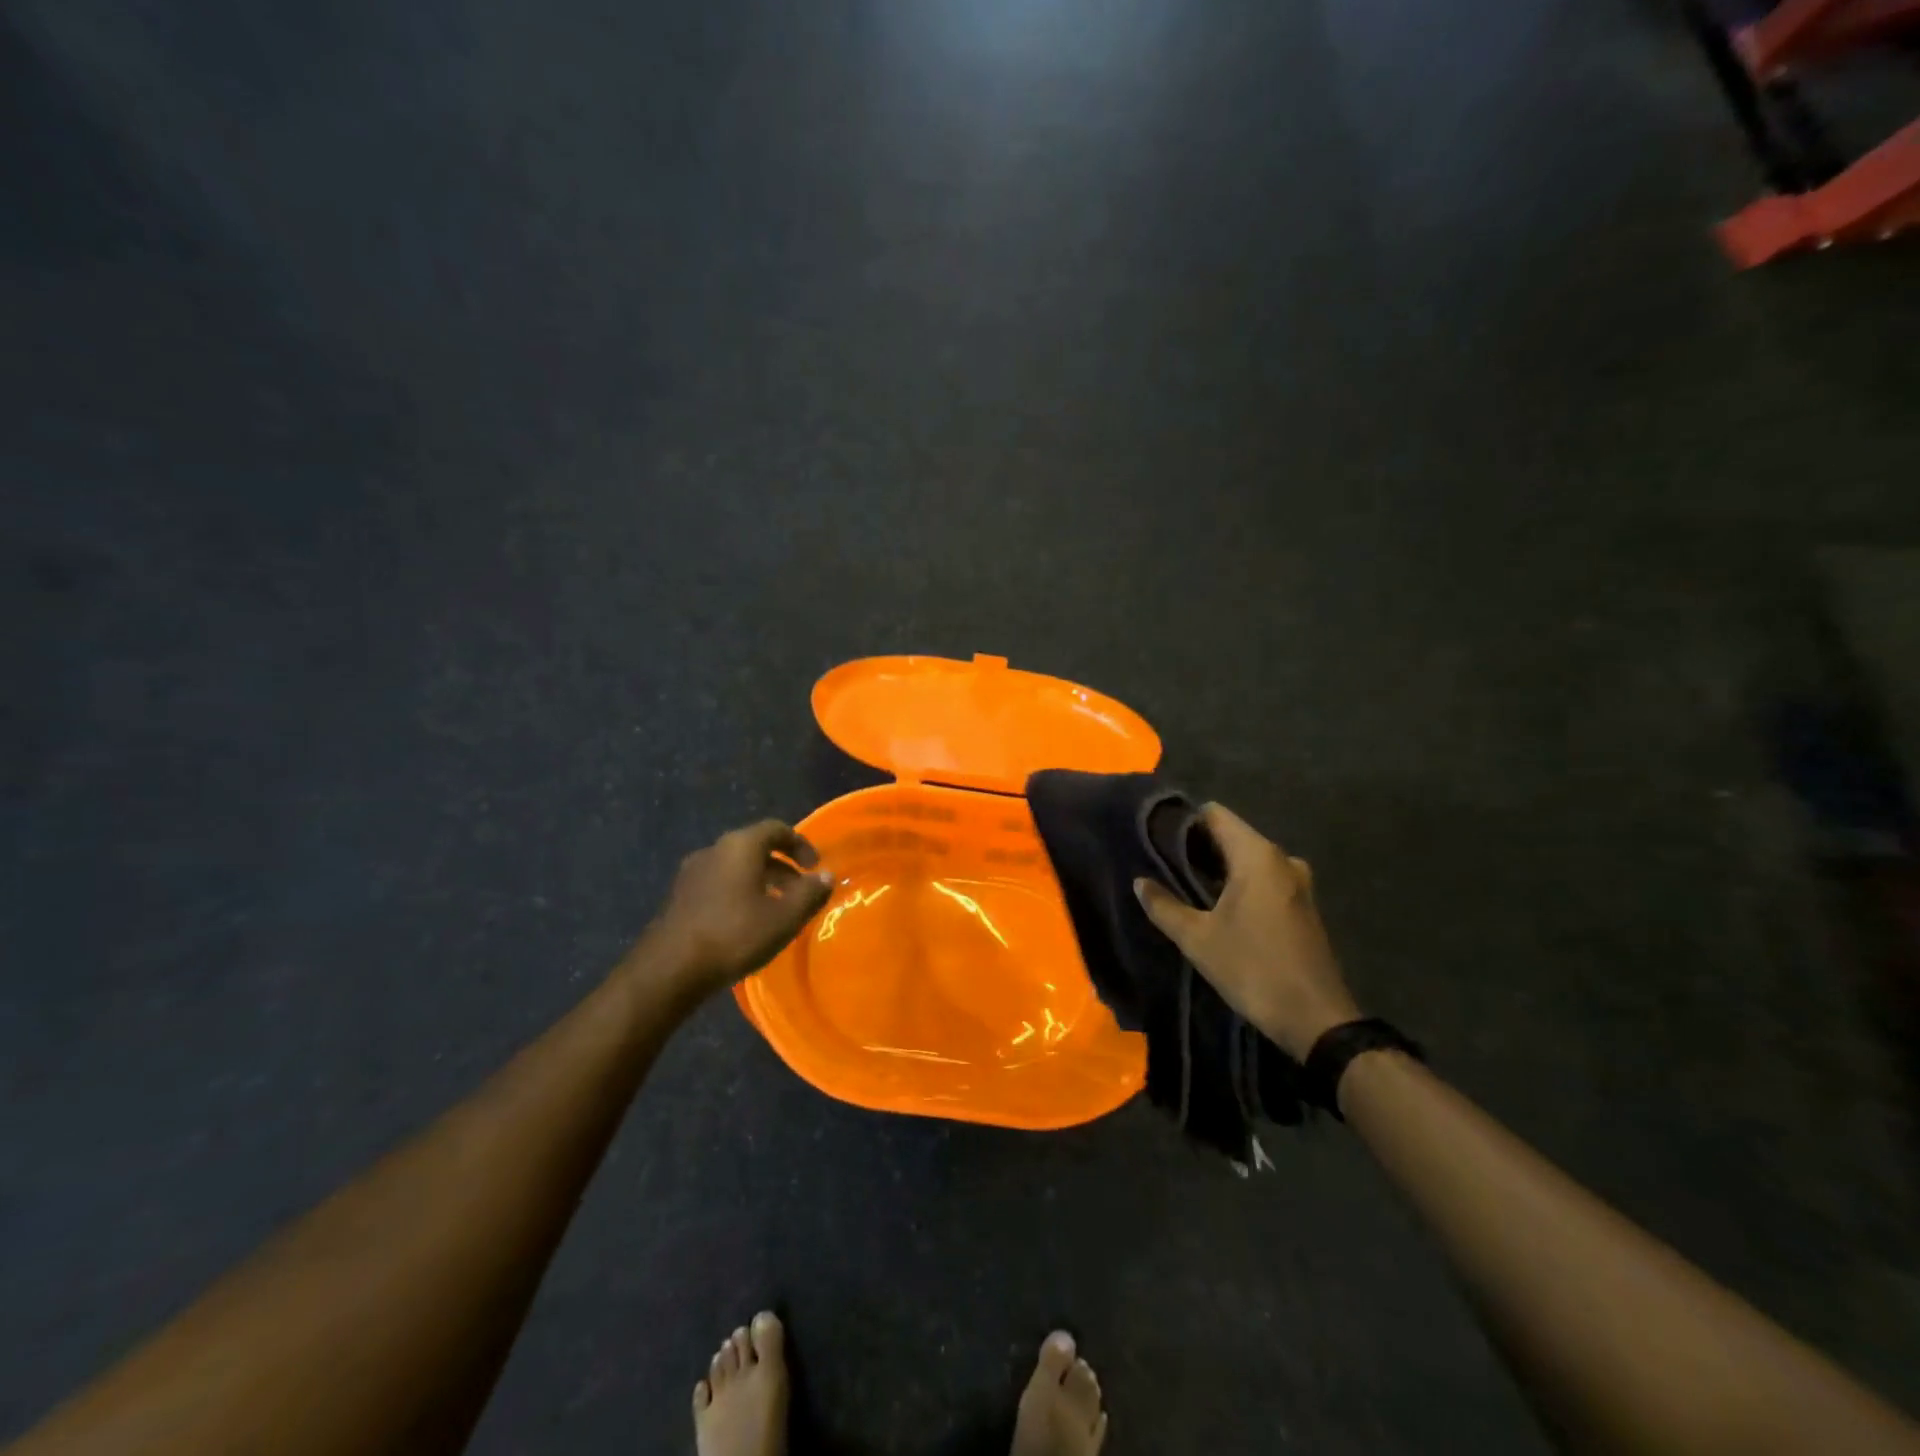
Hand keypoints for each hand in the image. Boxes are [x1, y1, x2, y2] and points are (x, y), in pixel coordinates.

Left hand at [640, 819, 834, 997]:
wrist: (669, 970)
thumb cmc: (734, 935)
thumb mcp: (784, 918)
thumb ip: (810, 894)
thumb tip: (827, 876)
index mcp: (740, 846)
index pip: (776, 829)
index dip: (800, 844)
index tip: (816, 866)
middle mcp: (714, 850)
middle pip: (755, 847)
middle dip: (782, 866)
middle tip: (801, 890)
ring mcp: (692, 873)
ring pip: (736, 867)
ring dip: (761, 881)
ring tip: (777, 909)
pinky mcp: (680, 896)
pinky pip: (719, 883)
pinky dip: (739, 892)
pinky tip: (746, 921)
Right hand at [1133, 803, 1358, 1059]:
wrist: (1317, 1020)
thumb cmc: (1253, 969)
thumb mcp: (1197, 939)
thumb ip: (1164, 906)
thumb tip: (1140, 882)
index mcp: (1257, 856)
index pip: (1215, 814)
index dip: (1183, 822)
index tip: (1156, 839)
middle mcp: (1281, 859)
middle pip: (1231, 835)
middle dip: (1197, 848)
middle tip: (1161, 865)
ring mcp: (1297, 882)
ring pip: (1246, 859)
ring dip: (1217, 868)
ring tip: (1182, 886)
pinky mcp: (1302, 905)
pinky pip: (1262, 878)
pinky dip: (1238, 884)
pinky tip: (1215, 906)